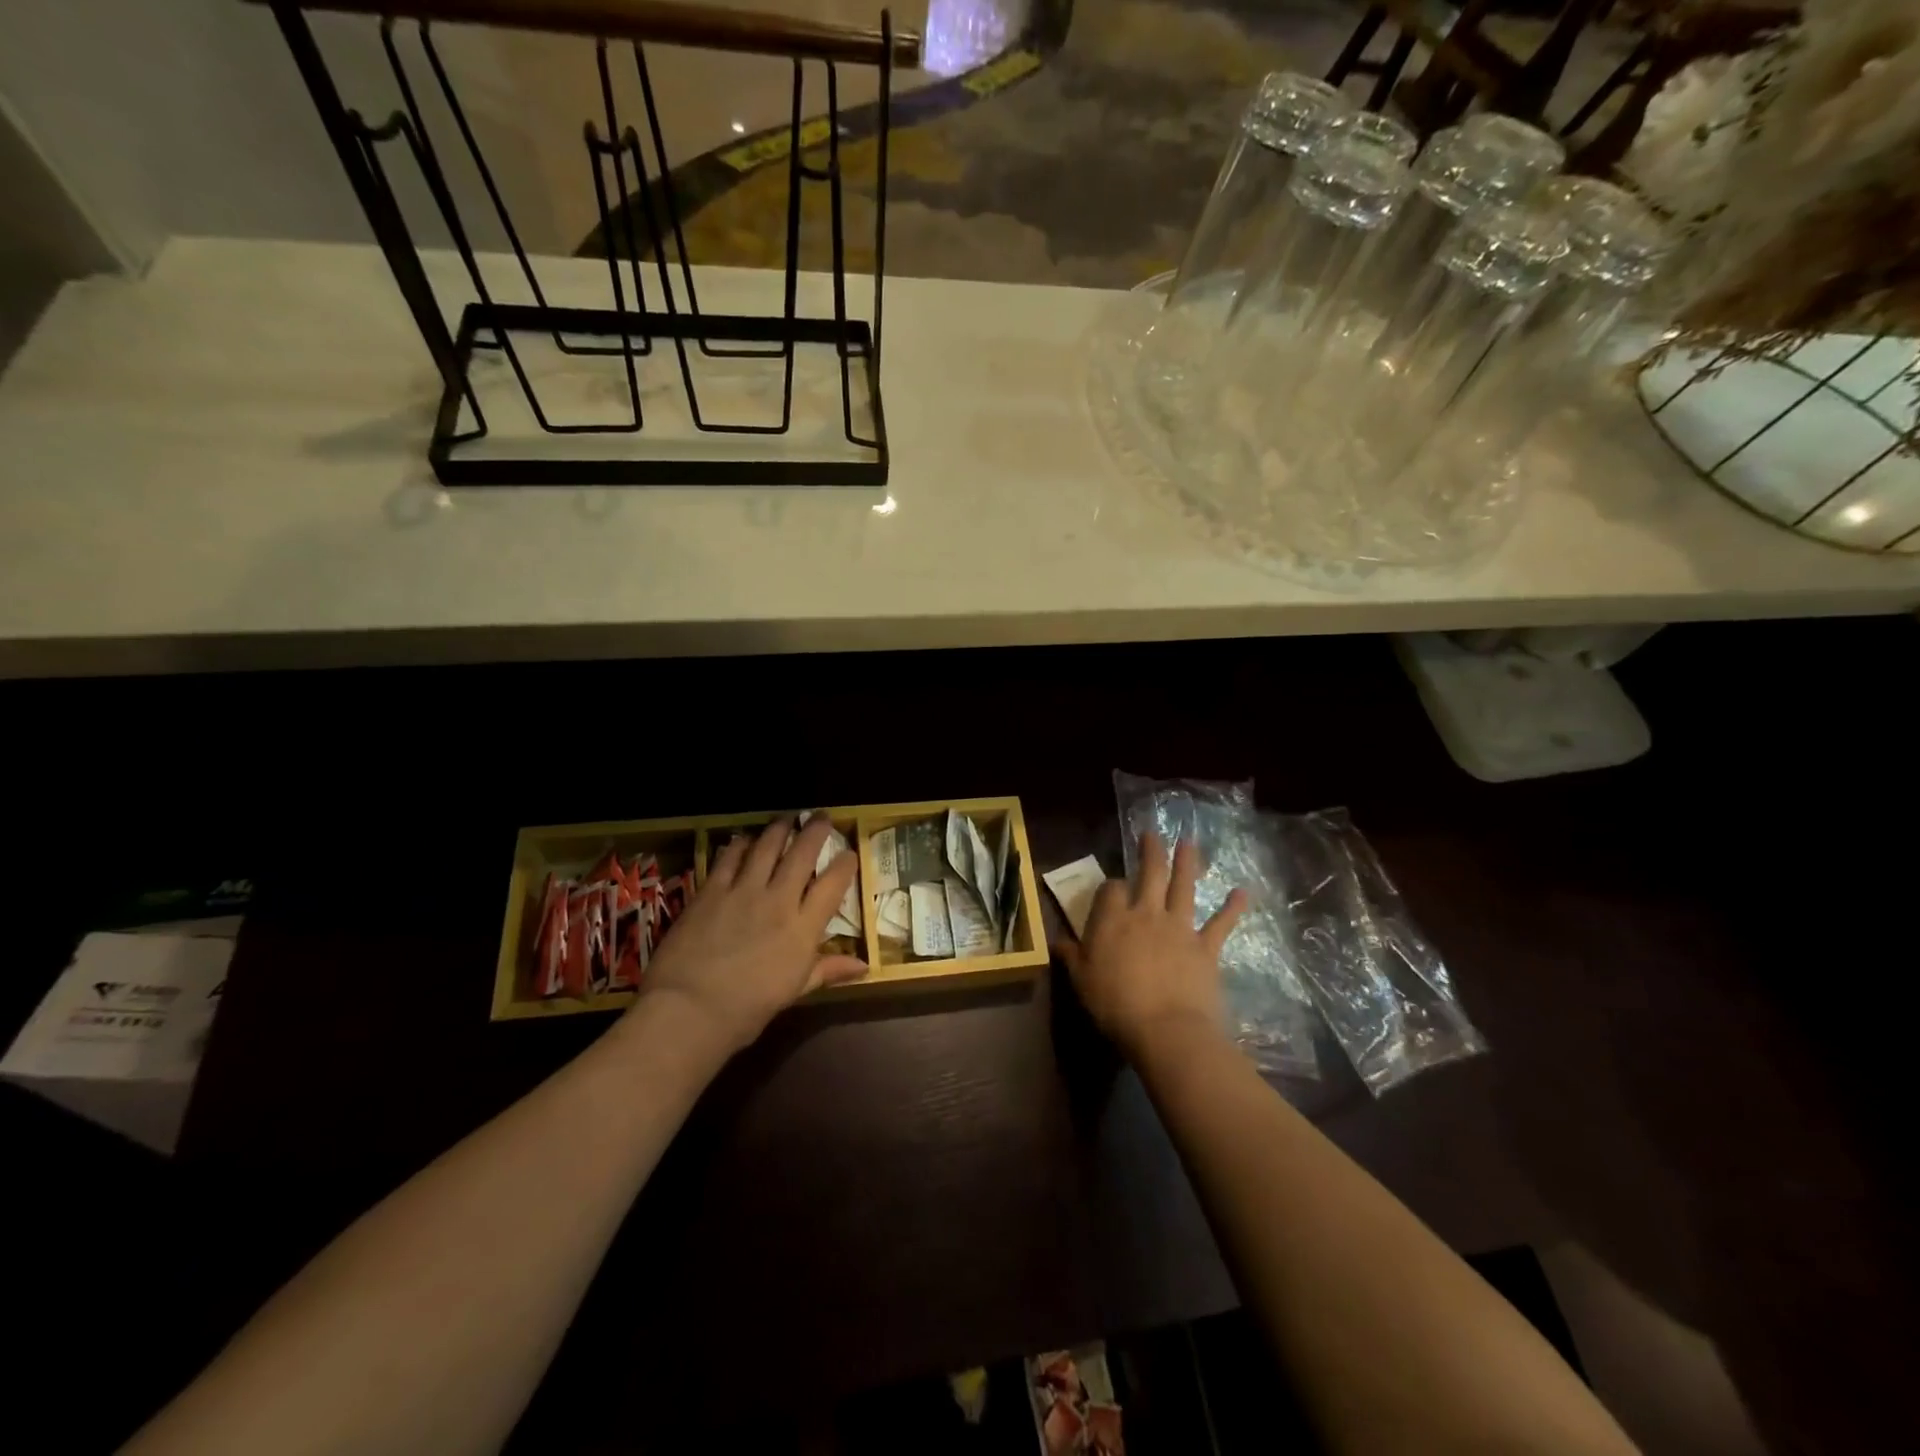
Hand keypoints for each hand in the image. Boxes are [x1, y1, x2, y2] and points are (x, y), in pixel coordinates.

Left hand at [638, 817, 866, 1054]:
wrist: (689, 1010)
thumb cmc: (747, 1010)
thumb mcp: (794, 991)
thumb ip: (827, 970)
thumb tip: (864, 967)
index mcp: (803, 928)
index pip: (833, 884)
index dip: (845, 864)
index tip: (849, 853)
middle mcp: (778, 900)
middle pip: (802, 854)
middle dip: (815, 831)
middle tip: (821, 817)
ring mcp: (743, 891)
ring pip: (767, 847)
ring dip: (779, 829)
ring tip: (786, 819)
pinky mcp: (711, 890)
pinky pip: (729, 858)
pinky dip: (740, 845)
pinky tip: (744, 839)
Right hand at [1055, 831, 1245, 1062]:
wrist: (1166, 1029)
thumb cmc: (1115, 1005)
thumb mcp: (1081, 981)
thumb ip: (1071, 956)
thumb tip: (1056, 941)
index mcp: (1113, 920)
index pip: (1112, 889)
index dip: (1112, 885)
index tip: (1112, 889)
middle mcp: (1147, 914)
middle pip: (1150, 874)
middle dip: (1150, 851)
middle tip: (1152, 834)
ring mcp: (1179, 928)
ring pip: (1184, 887)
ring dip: (1187, 863)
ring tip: (1189, 842)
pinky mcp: (1206, 947)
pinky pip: (1221, 923)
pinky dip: (1233, 907)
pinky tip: (1242, 892)